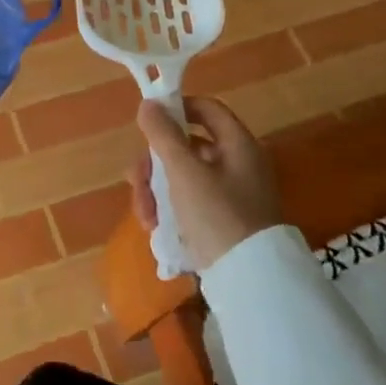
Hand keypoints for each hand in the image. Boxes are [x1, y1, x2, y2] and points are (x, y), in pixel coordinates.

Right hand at [128, 97, 281, 270]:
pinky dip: (170, 209)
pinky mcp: (222, 221)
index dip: (177, 108)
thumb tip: (149, 103)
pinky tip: (155, 227)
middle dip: (155, 164)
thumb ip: (163, 135)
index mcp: (238, 145)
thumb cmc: (217, 215)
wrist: (250, 281)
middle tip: (135, 181)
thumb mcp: (185, 172)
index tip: (148, 122)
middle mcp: (237, 164)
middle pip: (187, 146)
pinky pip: (189, 202)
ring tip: (144, 216)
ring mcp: (230, 195)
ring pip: (183, 177)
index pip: (207, 109)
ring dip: (156, 190)